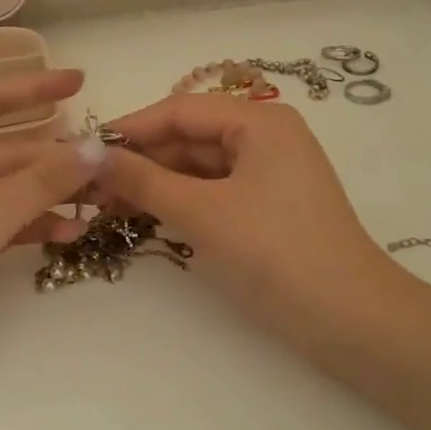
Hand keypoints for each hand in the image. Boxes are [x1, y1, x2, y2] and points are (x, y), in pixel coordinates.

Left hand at [0, 69, 102, 387]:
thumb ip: (44, 181)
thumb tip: (99, 146)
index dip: (36, 87)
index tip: (81, 82)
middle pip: (6, 151)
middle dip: (55, 160)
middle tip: (109, 168)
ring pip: (6, 189)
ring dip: (49, 196)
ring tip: (100, 204)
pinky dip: (30, 225)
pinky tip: (70, 234)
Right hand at [90, 95, 400, 353]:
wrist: (348, 319)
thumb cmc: (274, 252)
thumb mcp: (202, 212)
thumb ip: (143, 181)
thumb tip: (89, 155)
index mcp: (260, 121)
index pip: (180, 111)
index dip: (130, 129)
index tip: (82, 150)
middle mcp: (267, 137)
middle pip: (190, 137)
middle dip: (142, 161)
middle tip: (89, 186)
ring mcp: (270, 174)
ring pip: (201, 167)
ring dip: (157, 184)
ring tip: (107, 205)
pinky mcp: (269, 208)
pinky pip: (216, 192)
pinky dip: (182, 202)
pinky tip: (146, 216)